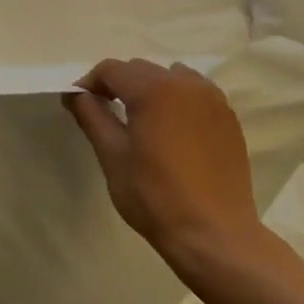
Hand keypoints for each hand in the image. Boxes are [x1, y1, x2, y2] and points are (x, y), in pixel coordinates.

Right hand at [64, 59, 264, 280]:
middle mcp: (186, 84)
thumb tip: (74, 94)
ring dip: (149, 89)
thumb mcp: (112, 156)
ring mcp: (212, 100)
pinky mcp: (228, 119)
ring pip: (170, 77)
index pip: (111, 69)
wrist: (214, 234)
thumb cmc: (154, 196)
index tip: (80, 106)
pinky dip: (176, 100)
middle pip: (141, 69)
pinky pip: (194, 94)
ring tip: (140, 120)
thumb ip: (91, 116)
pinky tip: (170, 130)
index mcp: (154, 90)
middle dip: (118, 84)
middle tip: (105, 113)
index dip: (90, 84)